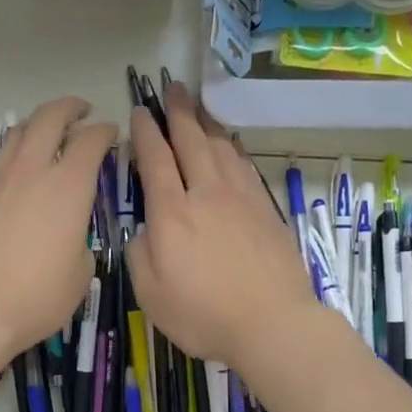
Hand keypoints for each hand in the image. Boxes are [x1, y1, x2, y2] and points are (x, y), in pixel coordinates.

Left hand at [0, 97, 115, 363]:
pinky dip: (18, 151)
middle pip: (49, 118)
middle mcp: (32, 172)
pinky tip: (24, 169)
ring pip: (18, 132)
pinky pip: (1, 159)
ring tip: (50, 131)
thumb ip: (81, 242)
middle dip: (69, 108)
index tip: (114, 133)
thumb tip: (72, 237)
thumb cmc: (38, 295)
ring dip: (38, 123)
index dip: (105, 131)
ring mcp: (0, 181)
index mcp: (68, 186)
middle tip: (83, 110)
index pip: (90, 140)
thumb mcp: (81, 274)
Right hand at [126, 82, 318, 372]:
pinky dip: (233, 147)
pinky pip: (245, 165)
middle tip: (171, 87)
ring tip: (198, 108)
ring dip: (207, 123)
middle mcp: (207, 194)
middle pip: (191, 140)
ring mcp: (241, 199)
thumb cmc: (204, 315)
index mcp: (172, 213)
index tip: (139, 111)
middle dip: (178, 111)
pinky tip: (230, 144)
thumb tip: (144, 230)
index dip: (145, 132)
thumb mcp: (151, 294)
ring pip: (222, 147)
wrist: (273, 323)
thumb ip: (139, 254)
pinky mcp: (266, 209)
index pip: (155, 159)